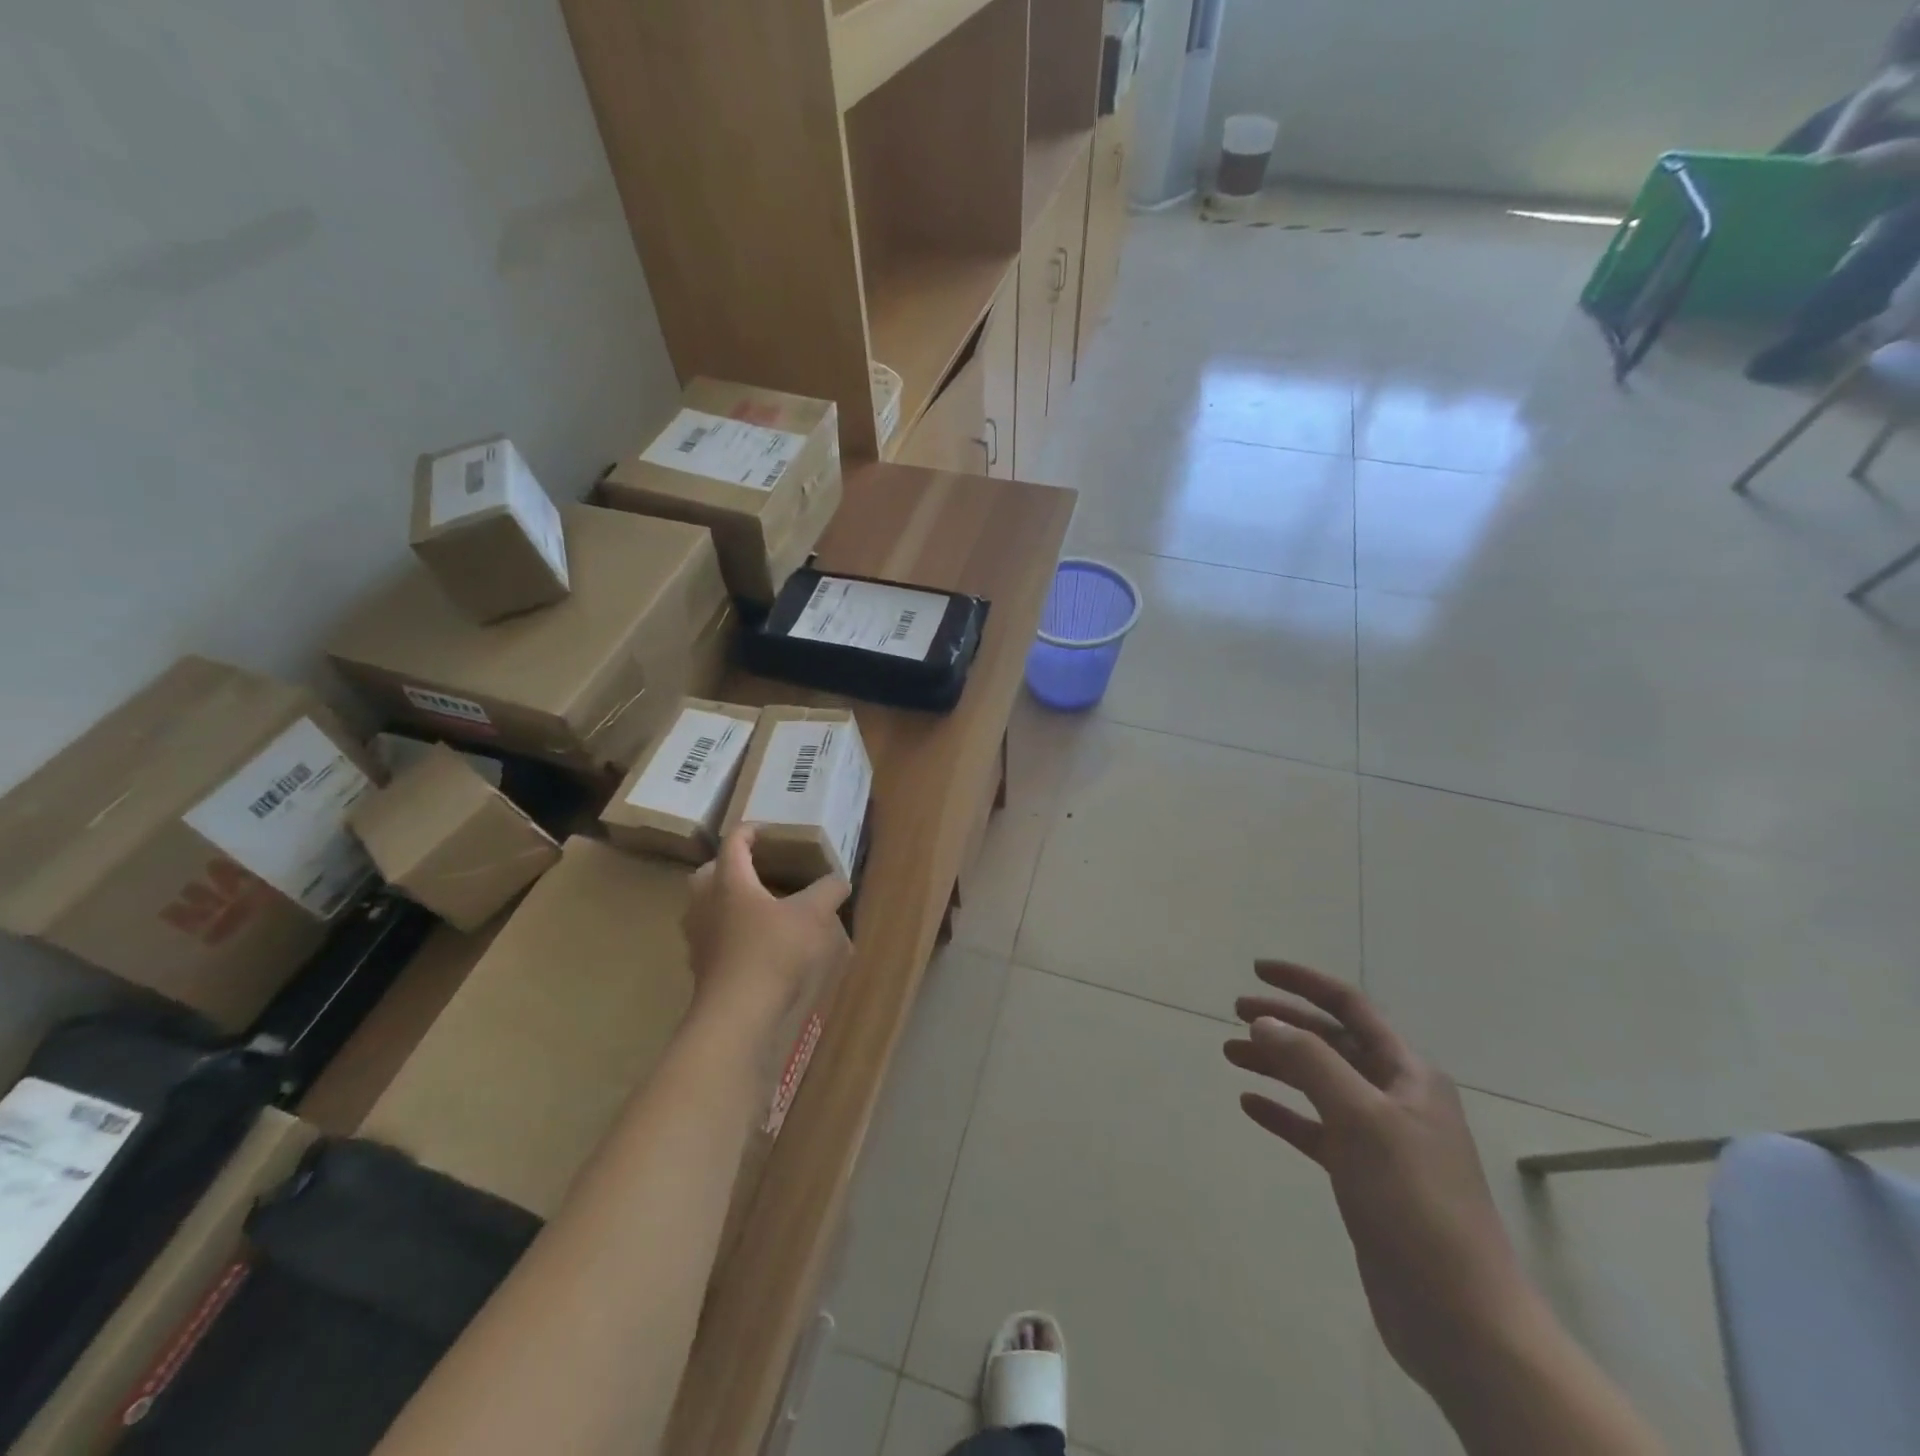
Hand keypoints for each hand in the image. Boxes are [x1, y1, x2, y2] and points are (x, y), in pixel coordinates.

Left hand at [683, 828, 850, 1023]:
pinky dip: (725, 928)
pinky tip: (751, 940)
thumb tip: (838, 880)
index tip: (768, 830)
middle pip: (709, 871)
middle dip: (729, 864)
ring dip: (723, 897)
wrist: (738, 1012)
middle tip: (756, 867)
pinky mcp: (699, 963)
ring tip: (755, 904)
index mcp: (730, 880)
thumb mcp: (813, 915)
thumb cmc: (774, 951)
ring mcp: (698, 934)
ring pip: (704, 903)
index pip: (734, 842)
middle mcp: (705, 901)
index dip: (750, 831)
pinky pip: (709, 933)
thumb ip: (827, 891)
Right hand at [1222, 961, 1535, 1395]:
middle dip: (1284, 1024)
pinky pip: (1315, 1130)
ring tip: (1229, 1053)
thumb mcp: (1361, 1120)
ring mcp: (1381, 1140)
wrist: (1460, 1317)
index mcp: (1408, 1074)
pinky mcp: (1364, 1179)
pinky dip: (1284, 1113)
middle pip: (1332, 1043)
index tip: (1257, 970)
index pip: (1350, 1008)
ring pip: (1319, 1084)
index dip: (1304, 983)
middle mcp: (1395, 1098)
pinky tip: (1251, 1105)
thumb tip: (1266, 1022)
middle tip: (1235, 1013)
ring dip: (1277, 1065)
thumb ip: (1311, 1063)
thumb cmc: (1414, 1202)